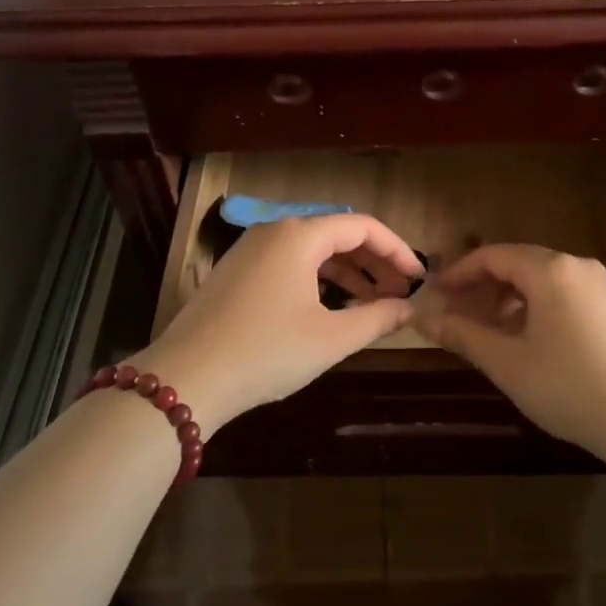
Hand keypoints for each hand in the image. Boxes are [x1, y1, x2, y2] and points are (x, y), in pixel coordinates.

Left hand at [135, 215, 423, 435]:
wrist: (185, 379)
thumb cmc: (266, 352)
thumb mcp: (330, 338)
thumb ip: (377, 318)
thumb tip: (410, 308)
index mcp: (299, 234)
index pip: (362, 226)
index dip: (396, 250)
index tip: (419, 278)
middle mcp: (275, 230)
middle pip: (337, 234)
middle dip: (374, 262)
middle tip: (401, 293)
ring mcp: (251, 249)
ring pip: (313, 249)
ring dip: (348, 272)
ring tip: (374, 303)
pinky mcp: (237, 271)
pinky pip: (290, 263)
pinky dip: (319, 279)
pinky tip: (333, 307)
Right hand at [411, 245, 605, 464]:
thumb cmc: (571, 388)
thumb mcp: (508, 364)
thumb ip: (463, 335)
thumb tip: (423, 319)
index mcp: (550, 270)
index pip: (492, 256)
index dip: (459, 273)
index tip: (435, 295)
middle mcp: (577, 266)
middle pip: (518, 264)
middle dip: (483, 287)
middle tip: (457, 316)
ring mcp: (603, 286)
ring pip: (543, 281)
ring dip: (510, 299)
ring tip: (490, 333)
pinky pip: (566, 295)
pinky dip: (538, 308)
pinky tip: (530, 342)